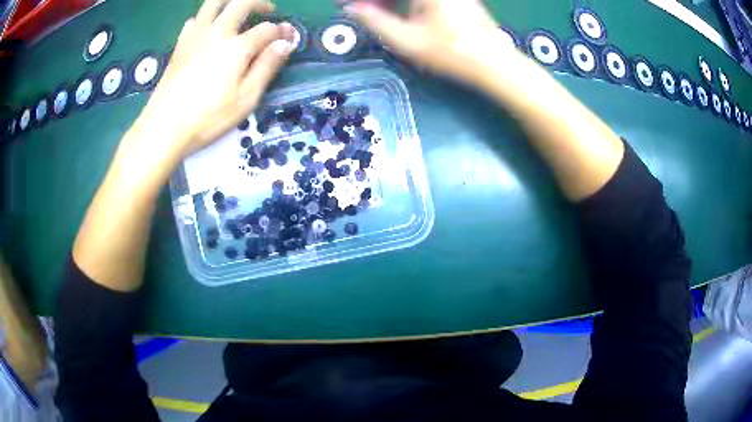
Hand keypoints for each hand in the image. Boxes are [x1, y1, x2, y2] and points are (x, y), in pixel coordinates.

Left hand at [133, 0, 295, 160]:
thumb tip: (286, 43)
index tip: (288, 39)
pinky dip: (205, 19)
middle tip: (268, 12)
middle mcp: (217, 32)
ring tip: (238, 13)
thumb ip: (266, 67)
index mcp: (237, 47)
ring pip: (213, 3)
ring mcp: (195, 36)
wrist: (163, 128)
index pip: (267, 29)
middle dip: (260, 2)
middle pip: (242, 2)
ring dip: (230, 2)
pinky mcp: (179, 45)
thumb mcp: (246, 98)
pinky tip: (208, 31)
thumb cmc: (207, 118)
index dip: (282, 32)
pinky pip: (194, 20)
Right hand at [346, 0, 503, 84]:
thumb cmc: (450, 52)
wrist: (495, 64)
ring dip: (387, 1)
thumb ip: (374, 21)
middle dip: (374, 1)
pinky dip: (403, 1)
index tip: (343, 4)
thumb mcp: (406, 40)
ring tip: (371, 11)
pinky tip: (393, 10)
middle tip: (356, 9)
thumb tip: (350, 8)